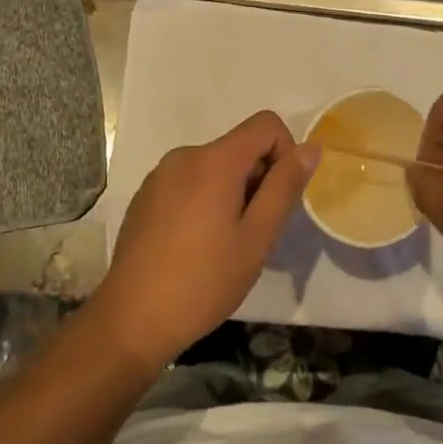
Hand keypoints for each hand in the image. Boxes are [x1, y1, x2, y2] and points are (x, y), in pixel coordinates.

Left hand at [91, 111, 316, 374]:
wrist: (132, 319)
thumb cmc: (203, 281)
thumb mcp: (257, 237)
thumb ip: (284, 187)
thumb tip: (310, 148)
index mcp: (214, 160)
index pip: (266, 124)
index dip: (285, 152)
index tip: (278, 198)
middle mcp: (185, 155)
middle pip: (239, 146)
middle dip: (258, 179)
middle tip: (253, 233)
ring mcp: (160, 175)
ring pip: (215, 166)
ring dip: (232, 192)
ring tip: (223, 243)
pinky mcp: (146, 195)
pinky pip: (189, 181)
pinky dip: (204, 200)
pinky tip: (194, 245)